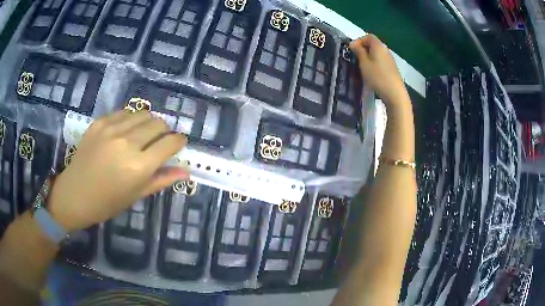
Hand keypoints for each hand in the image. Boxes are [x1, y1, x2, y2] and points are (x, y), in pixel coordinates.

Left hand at [48, 111, 188, 231]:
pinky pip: (124, 112)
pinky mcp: (100, 122)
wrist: (74, 194)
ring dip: (149, 122)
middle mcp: (128, 143)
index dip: (179, 141)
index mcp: (139, 166)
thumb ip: (161, 180)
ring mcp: (112, 129)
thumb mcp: (136, 195)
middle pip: (159, 123)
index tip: (179, 144)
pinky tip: (126, 130)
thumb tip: (185, 171)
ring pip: (143, 113)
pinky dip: (131, 119)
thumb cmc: (107, 202)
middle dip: (165, 131)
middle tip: (159, 141)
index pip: (170, 143)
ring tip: (143, 134)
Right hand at [350, 34, 409, 107]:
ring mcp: (390, 60)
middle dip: (363, 48)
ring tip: (362, 66)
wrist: (395, 94)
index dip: (359, 40)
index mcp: (378, 46)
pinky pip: (381, 61)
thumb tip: (353, 43)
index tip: (351, 49)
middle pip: (373, 44)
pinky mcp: (392, 69)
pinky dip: (374, 63)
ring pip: (377, 53)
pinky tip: (371, 72)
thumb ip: (358, 51)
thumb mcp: (364, 63)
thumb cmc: (377, 77)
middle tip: (355, 57)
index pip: (368, 36)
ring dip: (369, 56)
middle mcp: (386, 50)